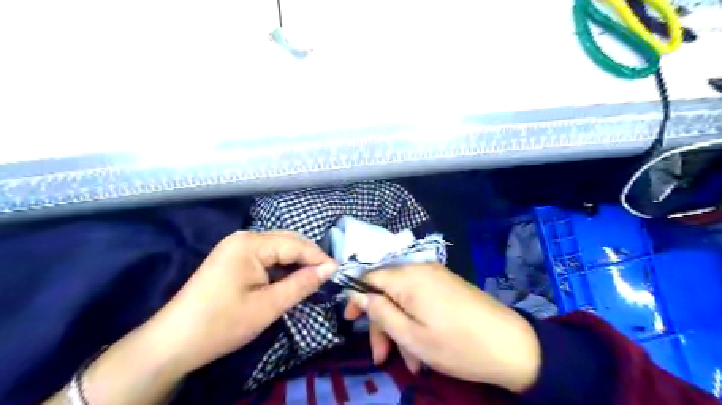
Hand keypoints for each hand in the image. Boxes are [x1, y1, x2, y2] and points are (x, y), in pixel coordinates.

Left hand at [149, 232, 337, 373]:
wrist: (172, 343)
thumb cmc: (222, 324)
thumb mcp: (268, 306)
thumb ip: (302, 284)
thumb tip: (330, 269)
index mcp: (250, 244)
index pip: (295, 244)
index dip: (319, 258)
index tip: (339, 272)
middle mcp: (244, 237)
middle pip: (287, 241)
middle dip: (309, 257)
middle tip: (329, 275)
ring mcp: (236, 247)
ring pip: (277, 248)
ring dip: (296, 261)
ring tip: (314, 277)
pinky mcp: (232, 258)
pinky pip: (265, 256)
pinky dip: (281, 266)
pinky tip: (290, 278)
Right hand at [344, 262, 541, 391]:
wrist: (512, 345)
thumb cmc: (457, 345)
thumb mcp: (411, 335)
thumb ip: (380, 312)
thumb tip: (358, 294)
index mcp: (408, 277)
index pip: (370, 277)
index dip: (356, 297)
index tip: (350, 321)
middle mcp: (420, 269)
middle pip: (387, 291)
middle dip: (382, 324)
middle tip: (382, 356)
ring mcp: (436, 276)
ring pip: (405, 299)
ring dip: (401, 329)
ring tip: (412, 362)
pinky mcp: (447, 285)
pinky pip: (421, 300)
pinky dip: (416, 322)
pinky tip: (424, 349)